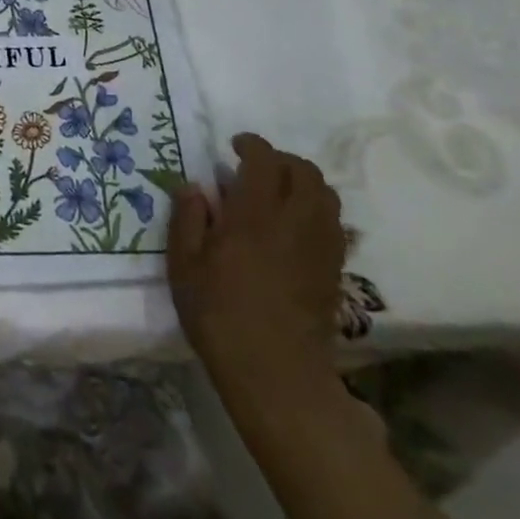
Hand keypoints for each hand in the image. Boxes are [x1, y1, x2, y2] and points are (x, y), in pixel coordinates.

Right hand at [168, 133, 346, 409]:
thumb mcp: (184, 265)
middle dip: (281, 160)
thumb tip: (193, 187)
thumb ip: (187, 219)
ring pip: (325, 195)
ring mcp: (321, 246)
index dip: (252, 145)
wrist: (276, 374)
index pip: (265, 160)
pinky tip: (294, 226)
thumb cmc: (220, 314)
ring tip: (278, 193)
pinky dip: (316, 210)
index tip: (234, 146)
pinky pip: (334, 224)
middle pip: (304, 171)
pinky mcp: (334, 270)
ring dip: (303, 183)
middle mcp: (295, 221)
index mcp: (255, 214)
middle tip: (256, 167)